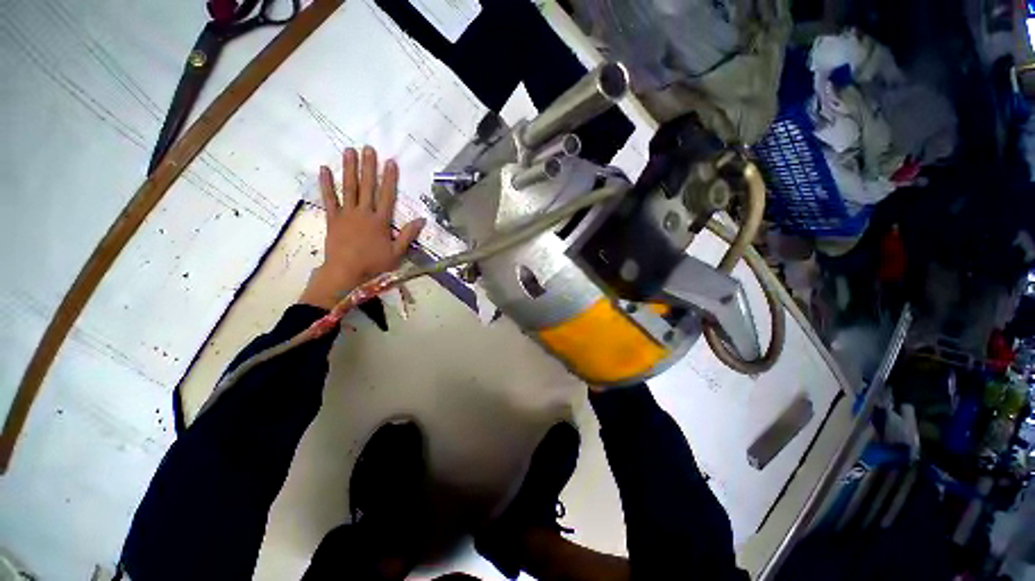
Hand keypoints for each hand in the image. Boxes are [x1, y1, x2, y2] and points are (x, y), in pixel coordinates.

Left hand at [299, 146, 424, 309]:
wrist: (346, 273)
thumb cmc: (374, 264)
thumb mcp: (397, 253)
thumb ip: (408, 235)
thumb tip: (422, 220)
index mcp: (380, 221)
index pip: (387, 196)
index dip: (389, 179)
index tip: (391, 162)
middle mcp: (364, 213)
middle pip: (367, 187)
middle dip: (369, 167)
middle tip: (368, 148)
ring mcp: (347, 214)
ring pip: (349, 188)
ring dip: (349, 169)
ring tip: (349, 151)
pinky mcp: (332, 218)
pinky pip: (329, 199)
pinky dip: (326, 184)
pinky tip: (324, 169)